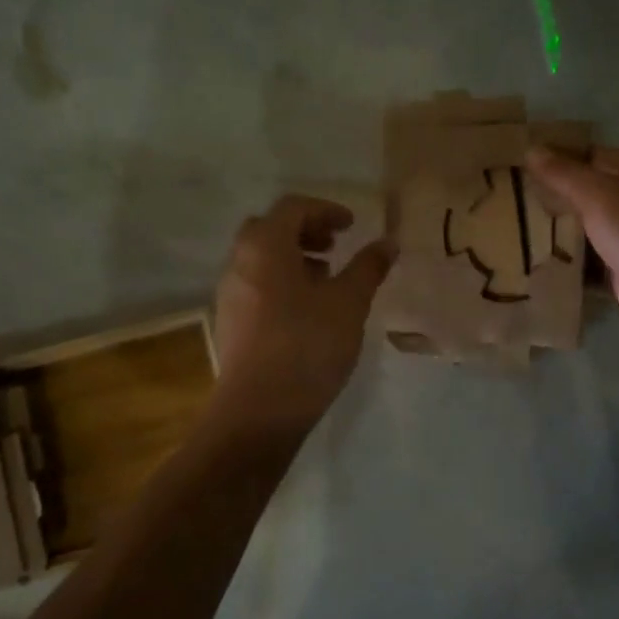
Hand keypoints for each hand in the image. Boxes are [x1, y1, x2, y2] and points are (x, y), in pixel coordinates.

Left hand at [211, 195, 395, 432]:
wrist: (258, 410)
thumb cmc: (307, 345)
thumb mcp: (349, 303)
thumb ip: (368, 268)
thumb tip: (388, 242)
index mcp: (265, 246)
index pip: (293, 208)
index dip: (326, 210)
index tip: (352, 226)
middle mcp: (239, 263)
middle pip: (270, 229)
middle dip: (305, 231)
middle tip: (334, 246)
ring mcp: (230, 294)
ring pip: (261, 259)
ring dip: (293, 258)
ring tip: (326, 278)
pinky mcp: (230, 323)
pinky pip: (256, 285)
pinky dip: (281, 282)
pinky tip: (307, 310)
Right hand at [526, 145, 618, 367]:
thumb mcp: (602, 196)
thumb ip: (565, 174)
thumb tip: (532, 148)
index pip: (591, 156)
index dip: (555, 158)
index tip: (513, 165)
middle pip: (588, 194)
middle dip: (551, 198)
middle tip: (502, 200)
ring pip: (588, 232)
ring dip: (556, 234)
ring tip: (506, 231)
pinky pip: (591, 266)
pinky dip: (568, 267)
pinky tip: (533, 267)